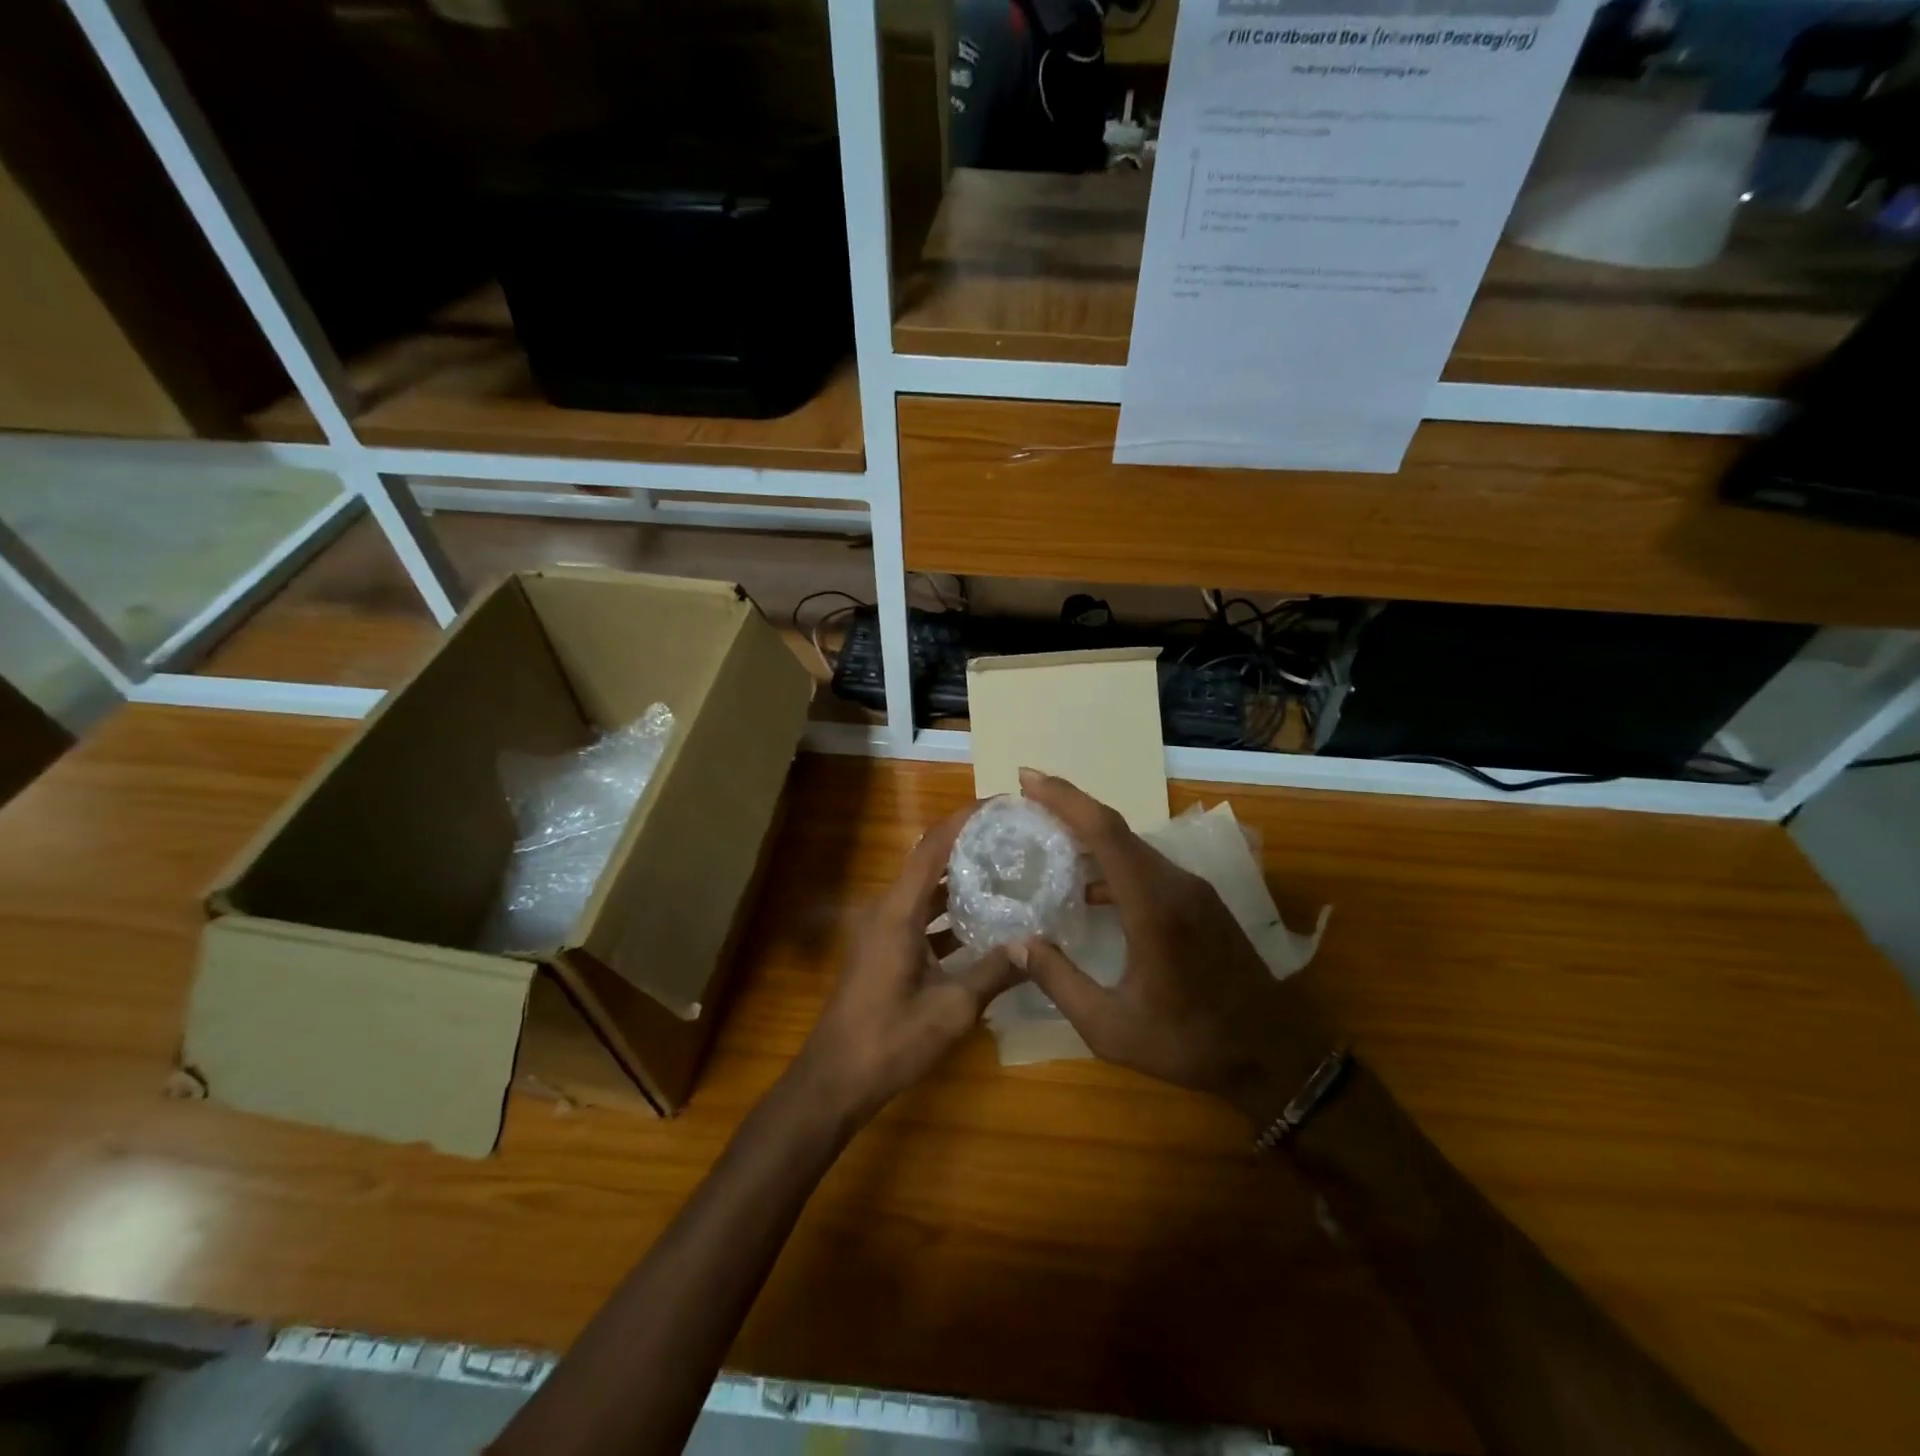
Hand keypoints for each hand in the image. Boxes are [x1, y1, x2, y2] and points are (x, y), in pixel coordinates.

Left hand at [790, 802, 1019, 1127]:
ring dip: (960, 881)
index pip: (932, 847)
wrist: (835, 1080)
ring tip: (1007, 873)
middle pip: (930, 863)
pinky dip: (949, 913)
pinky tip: (984, 925)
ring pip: (925, 891)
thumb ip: (994, 972)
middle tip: (1013, 839)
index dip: (964, 820)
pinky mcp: (884, 950)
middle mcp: (886, 909)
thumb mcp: (952, 1008)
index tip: (999, 804)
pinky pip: (920, 917)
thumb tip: (1035, 945)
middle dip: (969, 846)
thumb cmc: (890, 1040)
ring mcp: (882, 930)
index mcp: (897, 911)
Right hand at [1015, 769, 1332, 1124]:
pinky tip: (1090, 889)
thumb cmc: (1190, 1043)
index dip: (1064, 799)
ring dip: (1091, 835)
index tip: (1027, 778)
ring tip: (1048, 839)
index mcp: (1153, 905)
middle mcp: (1175, 884)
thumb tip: (1016, 944)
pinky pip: (1148, 866)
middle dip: (1070, 808)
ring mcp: (1193, 890)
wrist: (1275, 1055)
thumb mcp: (1112, 1028)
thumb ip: (1060, 982)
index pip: (1104, 831)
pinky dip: (1113, 863)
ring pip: (1133, 846)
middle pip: (1116, 829)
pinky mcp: (1201, 903)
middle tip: (1027, 802)